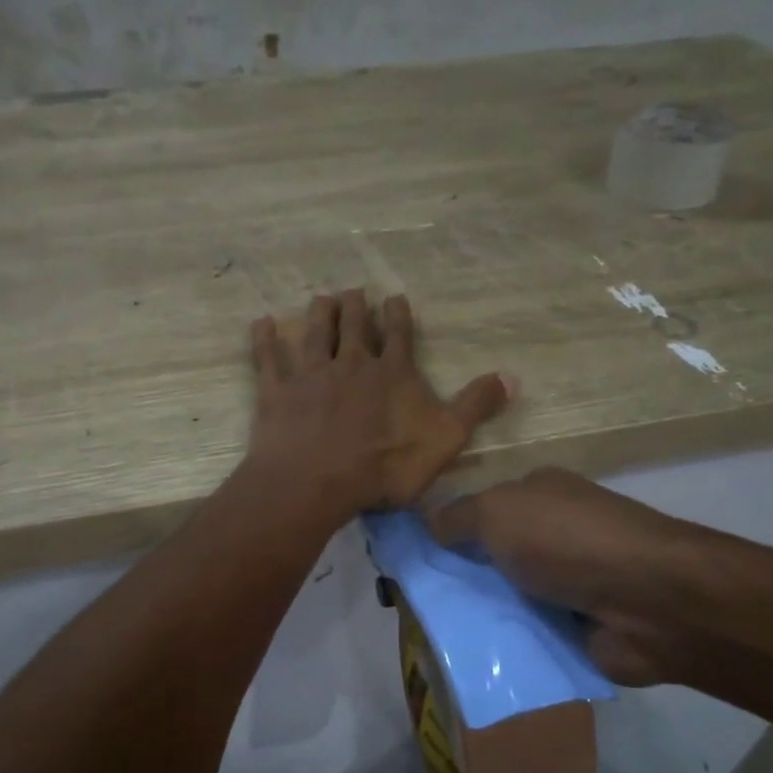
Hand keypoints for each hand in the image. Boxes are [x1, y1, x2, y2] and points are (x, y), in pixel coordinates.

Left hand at [246, 290, 510, 517]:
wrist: (318, 481)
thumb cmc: (385, 465)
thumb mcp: (445, 439)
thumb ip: (475, 406)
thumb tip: (511, 377)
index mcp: (392, 373)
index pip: (398, 335)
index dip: (398, 315)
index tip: (394, 297)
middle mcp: (351, 364)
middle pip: (354, 327)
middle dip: (355, 307)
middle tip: (353, 292)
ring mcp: (311, 376)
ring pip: (315, 335)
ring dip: (319, 314)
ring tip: (321, 298)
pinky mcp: (278, 393)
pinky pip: (269, 359)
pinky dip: (265, 340)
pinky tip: (261, 323)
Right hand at [426, 467, 717, 685]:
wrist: (649, 603)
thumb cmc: (567, 541)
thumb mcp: (499, 512)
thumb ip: (457, 517)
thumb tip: (426, 523)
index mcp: (539, 495)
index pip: (482, 509)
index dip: (447, 531)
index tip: (411, 557)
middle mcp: (552, 535)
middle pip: (490, 557)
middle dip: (457, 577)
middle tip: (413, 601)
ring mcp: (566, 583)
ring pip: (504, 598)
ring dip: (478, 615)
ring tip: (431, 633)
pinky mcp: (575, 627)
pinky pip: (525, 635)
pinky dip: (504, 644)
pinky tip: (468, 656)